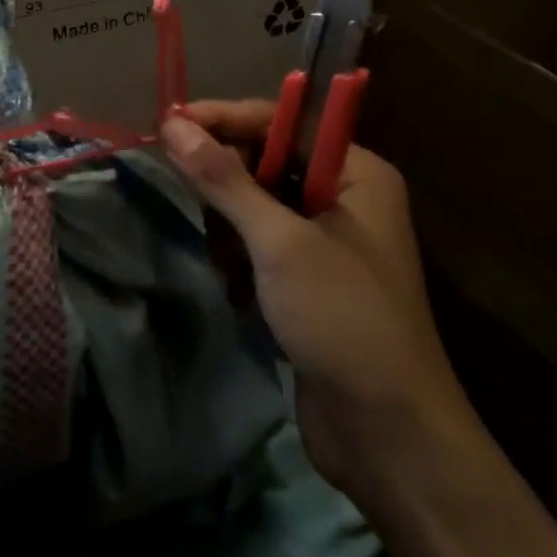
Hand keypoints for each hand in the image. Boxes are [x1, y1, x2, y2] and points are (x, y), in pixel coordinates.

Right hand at [159, 103, 476, 503]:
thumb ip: (224, 180)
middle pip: (267, 162)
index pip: (282, 122)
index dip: (224, 119)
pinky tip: (238, 290)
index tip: (167, 123)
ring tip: (228, 264)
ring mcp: (327, 240)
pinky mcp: (308, 279)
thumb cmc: (343, 319)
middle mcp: (346, 196)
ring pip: (256, 205)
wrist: (389, 436)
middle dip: (227, 186)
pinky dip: (241, 259)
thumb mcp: (280, 242)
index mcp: (357, 172)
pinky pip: (260, 244)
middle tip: (196, 205)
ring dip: (231, 229)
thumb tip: (172, 123)